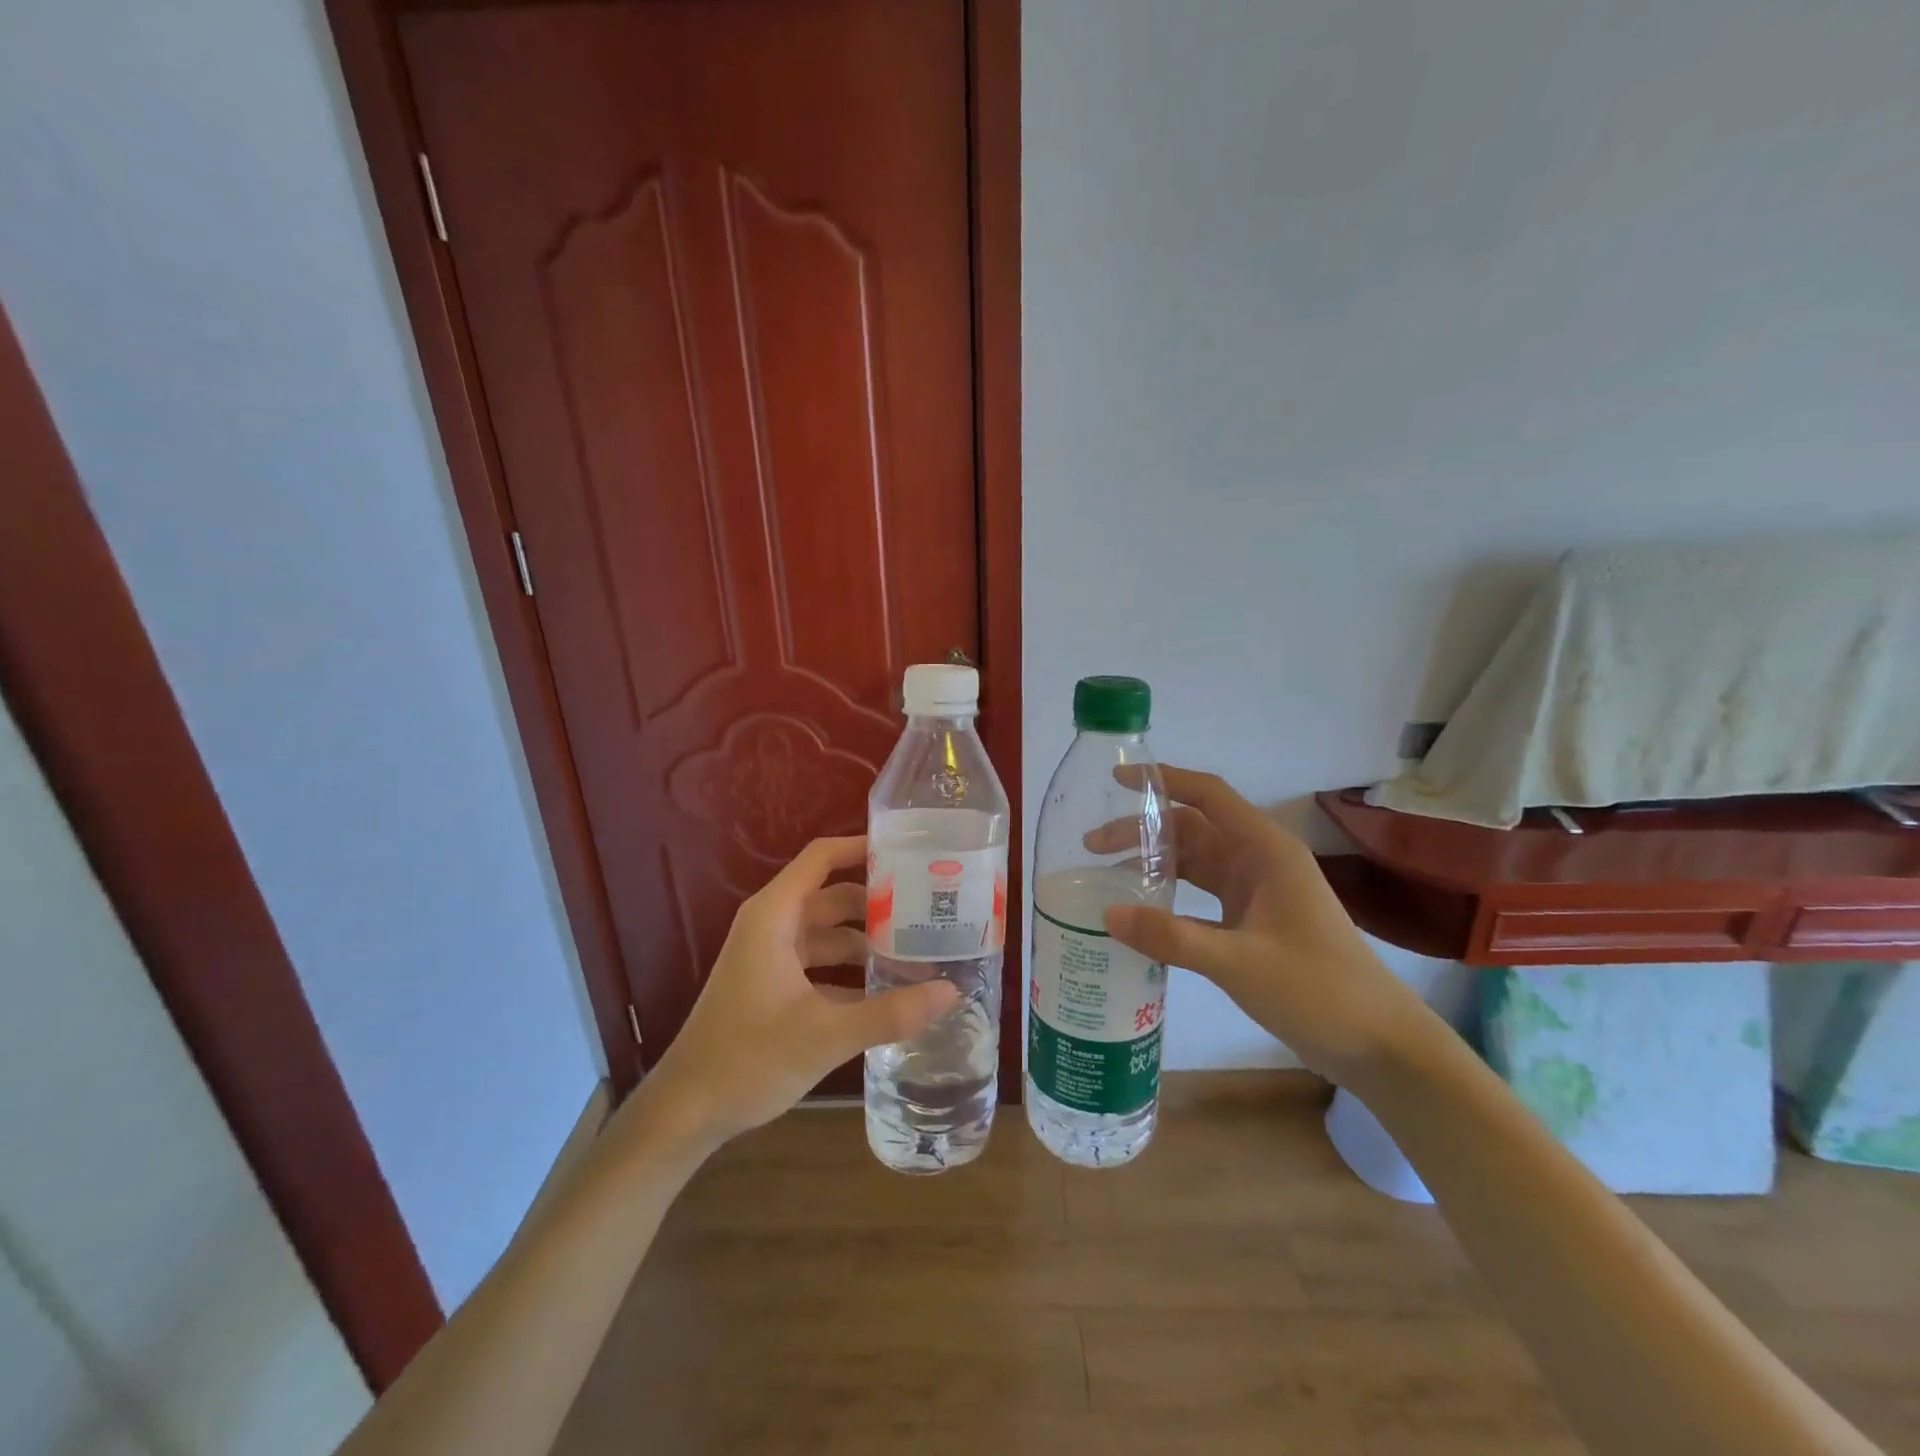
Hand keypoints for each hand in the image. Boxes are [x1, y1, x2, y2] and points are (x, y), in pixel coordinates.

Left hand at [639, 836, 960, 1149]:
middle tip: (932, 906)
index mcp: (775, 916)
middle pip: (835, 895)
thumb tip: (952, 991)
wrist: (686, 1111)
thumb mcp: (825, 1035)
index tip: (910, 849)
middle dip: (880, 900)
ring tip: (922, 948)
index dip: (863, 846)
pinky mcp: (775, 984)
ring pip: (831, 932)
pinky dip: (853, 970)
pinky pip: (823, 962)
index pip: (822, 857)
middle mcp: (774, 925)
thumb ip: (890, 1013)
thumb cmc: (747, 1059)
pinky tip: (891, 989)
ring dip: (869, 939)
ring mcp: (773, 955)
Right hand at [1099, 768, 1430, 1080]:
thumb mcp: (1240, 962)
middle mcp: (1259, 862)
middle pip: (1192, 830)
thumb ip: (1172, 938)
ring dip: (1154, 864)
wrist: (1378, 1043)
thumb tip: (1108, 916)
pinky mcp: (1252, 922)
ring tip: (1105, 877)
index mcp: (1266, 851)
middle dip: (1143, 832)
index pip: (1209, 796)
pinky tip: (1140, 913)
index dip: (1164, 782)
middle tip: (1092, 847)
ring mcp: (1257, 893)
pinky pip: (1201, 896)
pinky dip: (1170, 898)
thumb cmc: (1318, 989)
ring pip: (1195, 863)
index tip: (1117, 781)